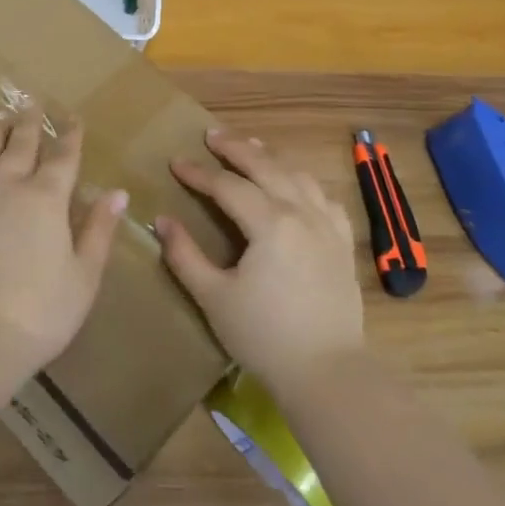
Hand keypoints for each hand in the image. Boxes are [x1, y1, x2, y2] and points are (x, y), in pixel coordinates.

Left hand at [0, 108, 127, 369]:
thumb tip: (117, 192)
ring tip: (0, 115)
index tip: (73, 118)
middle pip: (20, 145)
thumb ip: (99, 230)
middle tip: (32, 102)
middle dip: (29, 122)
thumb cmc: (41, 311)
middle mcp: (8, 187)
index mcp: (46, 200)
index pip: (62, 157)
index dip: (70, 136)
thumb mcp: (84, 275)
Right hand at [156, 129, 362, 391]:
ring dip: (271, 158)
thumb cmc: (264, 336)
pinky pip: (325, 198)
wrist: (327, 371)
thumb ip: (184, 256)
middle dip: (236, 148)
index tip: (176, 162)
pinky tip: (296, 184)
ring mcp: (327, 226)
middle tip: (211, 135)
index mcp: (270, 223)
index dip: (199, 173)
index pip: (227, 186)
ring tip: (251, 147)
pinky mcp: (342, 243)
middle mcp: (301, 213)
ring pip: (298, 176)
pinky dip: (305, 182)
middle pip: (266, 167)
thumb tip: (161, 220)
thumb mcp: (214, 297)